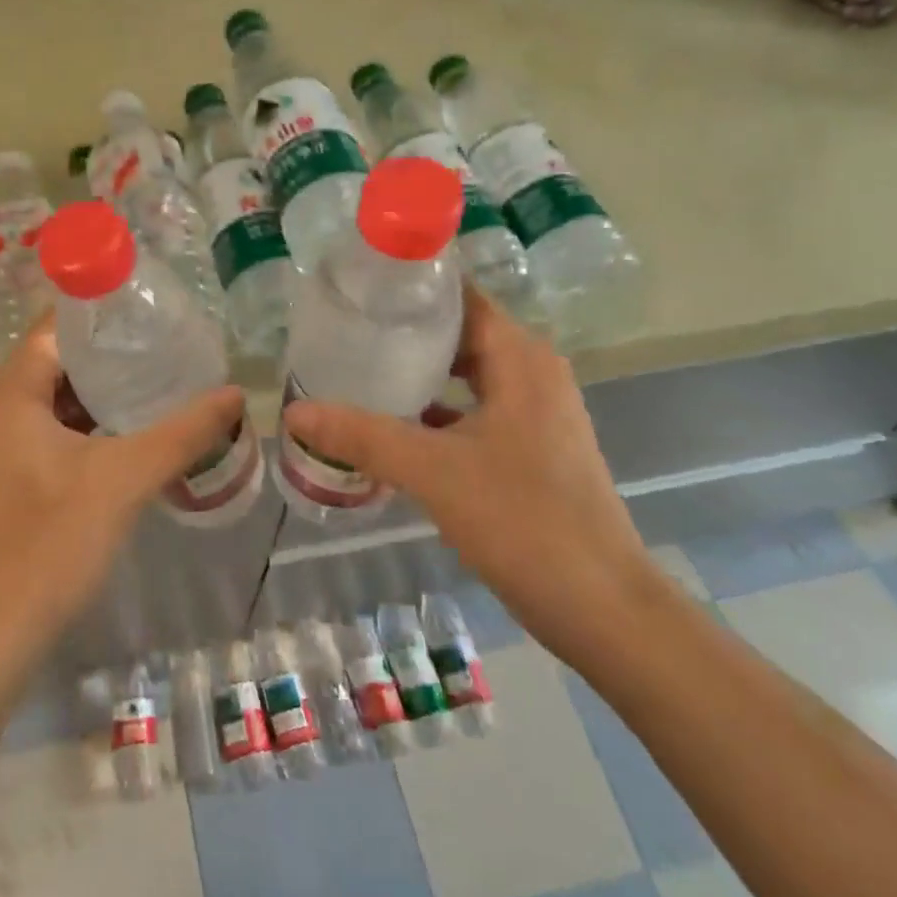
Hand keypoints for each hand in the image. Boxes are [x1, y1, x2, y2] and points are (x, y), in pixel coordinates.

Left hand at [0, 314, 244, 658]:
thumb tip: (235, 394)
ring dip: (111, 387)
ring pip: (67, 396)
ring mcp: (14, 443)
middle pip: (64, 357)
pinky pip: (67, 427)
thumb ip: (183, 432)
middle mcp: (7, 408)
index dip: (103, 309)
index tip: (154, 303)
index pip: (58, 324)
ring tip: (168, 373)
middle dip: (116, 349)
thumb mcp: (125, 478)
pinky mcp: (25, 473)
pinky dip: (102, 421)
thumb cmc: (53, 541)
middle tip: (172, 337)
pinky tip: (146, 425)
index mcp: (15, 392)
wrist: (2, 630)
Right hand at [282, 286, 661, 659]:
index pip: (459, 296)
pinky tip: (389, 426)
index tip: (355, 288)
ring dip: (416, 374)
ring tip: (355, 370)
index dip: (409, 287)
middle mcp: (532, 373)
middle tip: (342, 330)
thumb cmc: (525, 521)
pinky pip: (473, 411)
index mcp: (520, 358)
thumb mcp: (433, 471)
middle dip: (402, 332)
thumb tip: (293, 412)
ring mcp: (534, 413)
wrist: (604, 610)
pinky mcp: (530, 449)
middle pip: (457, 334)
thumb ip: (362, 436)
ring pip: (465, 375)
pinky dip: (434, 412)